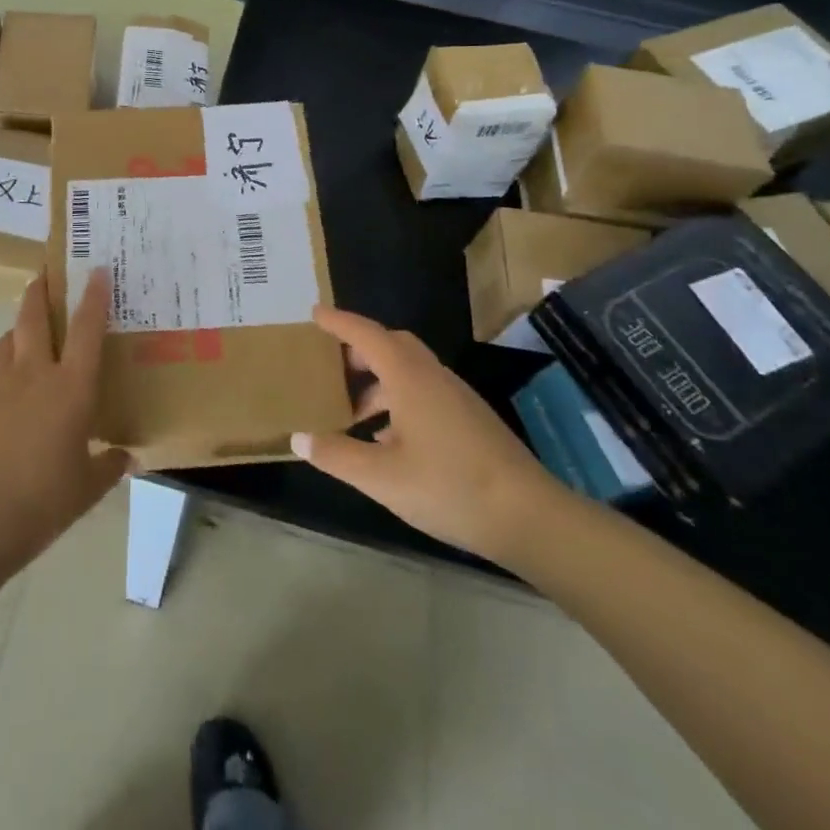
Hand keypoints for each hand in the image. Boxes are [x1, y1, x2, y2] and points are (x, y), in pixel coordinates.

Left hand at [0, 270, 130, 562]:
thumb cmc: (46, 497)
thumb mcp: (89, 486)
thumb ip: (110, 465)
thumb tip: (125, 456)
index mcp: (72, 386)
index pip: (87, 328)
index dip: (93, 296)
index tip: (96, 270)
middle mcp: (35, 372)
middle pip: (35, 316)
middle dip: (40, 291)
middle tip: (44, 276)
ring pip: (7, 338)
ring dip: (17, 330)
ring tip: (24, 334)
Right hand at [292, 307, 569, 563]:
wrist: (529, 516)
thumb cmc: (450, 487)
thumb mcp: (382, 478)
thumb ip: (337, 455)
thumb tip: (299, 438)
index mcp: (409, 377)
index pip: (366, 334)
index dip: (338, 321)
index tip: (314, 313)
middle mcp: (432, 376)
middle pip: (390, 344)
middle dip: (358, 349)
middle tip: (329, 365)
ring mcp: (455, 396)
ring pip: (408, 370)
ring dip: (377, 380)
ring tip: (352, 411)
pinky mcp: (469, 418)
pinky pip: (423, 391)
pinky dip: (397, 399)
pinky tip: (387, 438)